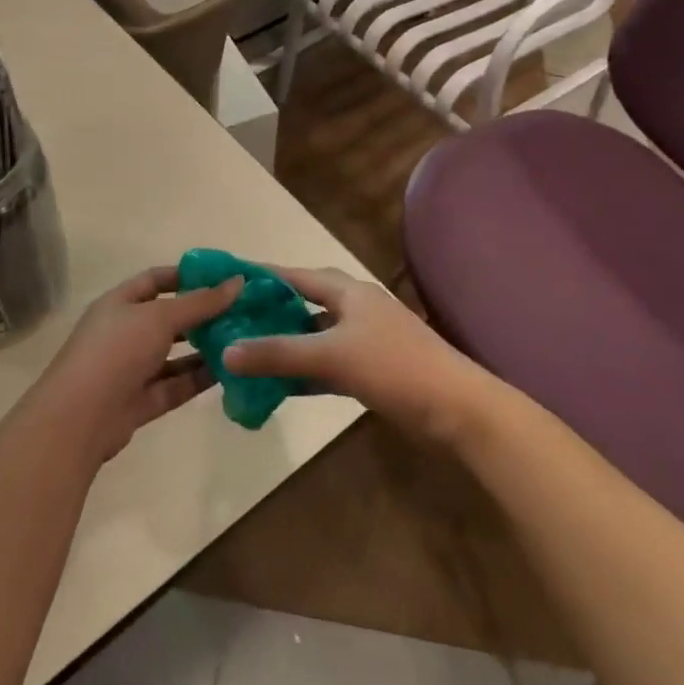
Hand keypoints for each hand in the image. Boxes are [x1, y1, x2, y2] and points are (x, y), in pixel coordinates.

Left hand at [24, 266, 239, 463]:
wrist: (78, 419)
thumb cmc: (116, 351)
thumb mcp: (160, 317)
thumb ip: (201, 302)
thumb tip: (238, 281)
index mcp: (120, 303)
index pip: (156, 280)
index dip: (187, 275)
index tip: (223, 277)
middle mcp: (125, 332)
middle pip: (168, 318)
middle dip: (202, 315)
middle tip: (242, 311)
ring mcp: (131, 368)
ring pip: (174, 355)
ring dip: (204, 348)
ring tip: (242, 341)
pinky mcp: (140, 401)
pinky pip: (175, 385)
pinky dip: (199, 378)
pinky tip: (229, 371)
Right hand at [221, 266, 494, 444]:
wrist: (457, 409)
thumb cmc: (394, 366)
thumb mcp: (331, 356)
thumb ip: (278, 353)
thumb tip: (226, 352)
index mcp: (348, 292)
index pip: (297, 276)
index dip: (265, 276)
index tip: (230, 279)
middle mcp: (355, 309)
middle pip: (306, 303)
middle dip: (273, 312)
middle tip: (234, 321)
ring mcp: (366, 341)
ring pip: (316, 336)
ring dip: (288, 345)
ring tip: (249, 353)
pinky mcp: (373, 370)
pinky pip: (328, 364)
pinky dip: (306, 372)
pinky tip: (282, 386)